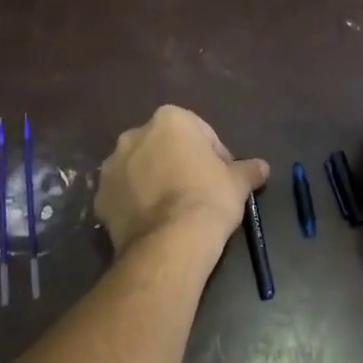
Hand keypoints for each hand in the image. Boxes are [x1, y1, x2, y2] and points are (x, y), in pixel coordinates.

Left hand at [96, 106, 268, 253]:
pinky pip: (122, 195)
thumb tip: (262, 167)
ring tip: (172, 210)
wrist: (170, 242)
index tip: (221, 177)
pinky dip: (134, 203)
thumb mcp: (238, 183)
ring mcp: (111, 166)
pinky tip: (153, 222)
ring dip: (152, 181)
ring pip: (138, 169)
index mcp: (169, 120)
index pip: (198, 132)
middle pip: (163, 146)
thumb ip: (248, 169)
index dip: (213, 155)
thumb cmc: (209, 199)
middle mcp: (134, 135)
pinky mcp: (100, 197)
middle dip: (177, 163)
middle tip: (196, 191)